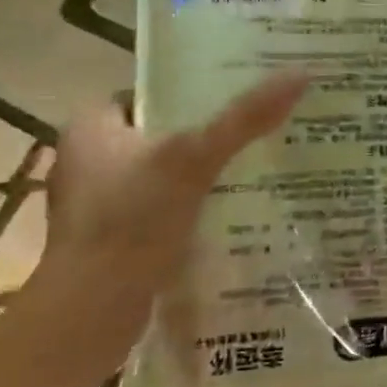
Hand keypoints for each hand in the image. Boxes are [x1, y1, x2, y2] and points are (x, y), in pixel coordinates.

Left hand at [26, 74, 306, 382]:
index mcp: (90, 128)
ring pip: (163, 174)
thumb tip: (299, 74)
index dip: (194, 91)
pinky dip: (191, 208)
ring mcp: (96, 203)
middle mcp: (86, 160)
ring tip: (257, 166)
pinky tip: (232, 212)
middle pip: (162, 134)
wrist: (91, 313)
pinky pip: (161, 209)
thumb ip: (244, 119)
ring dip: (202, 174)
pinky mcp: (111, 240)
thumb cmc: (131, 222)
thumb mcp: (194, 160)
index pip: (150, 93)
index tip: (241, 93)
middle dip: (206, 135)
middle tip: (259, 129)